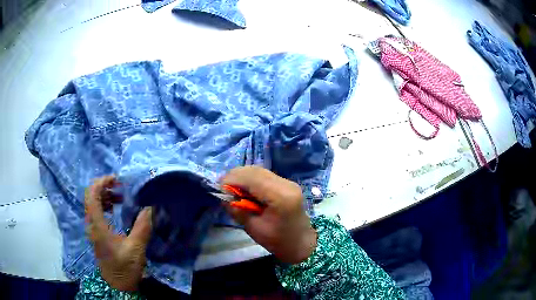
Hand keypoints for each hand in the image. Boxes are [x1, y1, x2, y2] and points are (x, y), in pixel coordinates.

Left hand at [85, 175, 152, 291]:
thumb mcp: (136, 249)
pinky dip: (104, 204)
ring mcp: (92, 228)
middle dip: (104, 187)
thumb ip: (142, 227)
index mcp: (97, 224)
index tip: (116, 179)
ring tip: (120, 197)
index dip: (102, 182)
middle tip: (120, 187)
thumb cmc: (124, 268)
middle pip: (91, 196)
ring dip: (104, 195)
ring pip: (92, 203)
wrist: (117, 285)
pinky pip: (96, 211)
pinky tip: (114, 209)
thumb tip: (150, 207)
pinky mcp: (96, 232)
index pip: (92, 194)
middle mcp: (91, 223)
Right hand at [221, 166, 316, 263]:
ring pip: (259, 171)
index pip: (252, 178)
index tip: (218, 188)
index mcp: (280, 196)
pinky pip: (264, 176)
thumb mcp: (254, 229)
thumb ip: (238, 210)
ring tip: (231, 189)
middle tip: (222, 188)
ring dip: (242, 177)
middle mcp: (286, 184)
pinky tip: (244, 190)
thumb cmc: (279, 241)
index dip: (232, 180)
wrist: (301, 243)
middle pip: (255, 171)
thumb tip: (223, 196)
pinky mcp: (286, 184)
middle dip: (235, 176)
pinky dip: (251, 180)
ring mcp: (288, 182)